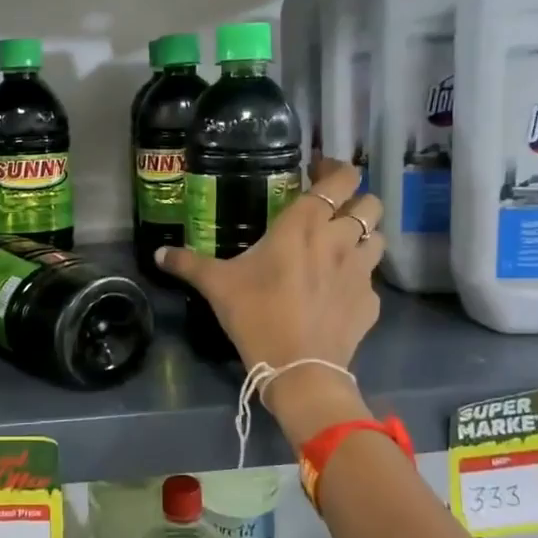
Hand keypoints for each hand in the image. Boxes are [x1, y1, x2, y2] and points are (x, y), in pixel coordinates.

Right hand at [157, 160, 381, 447]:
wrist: (299, 369)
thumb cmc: (257, 315)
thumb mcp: (217, 285)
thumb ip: (189, 263)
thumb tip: (159, 253)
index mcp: (305, 224)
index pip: (340, 178)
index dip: (337, 168)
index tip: (320, 171)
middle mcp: (340, 239)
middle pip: (371, 203)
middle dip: (358, 200)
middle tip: (335, 210)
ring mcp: (361, 271)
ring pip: (379, 237)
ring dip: (365, 236)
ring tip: (343, 247)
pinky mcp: (371, 302)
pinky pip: (372, 280)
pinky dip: (360, 280)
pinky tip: (340, 292)